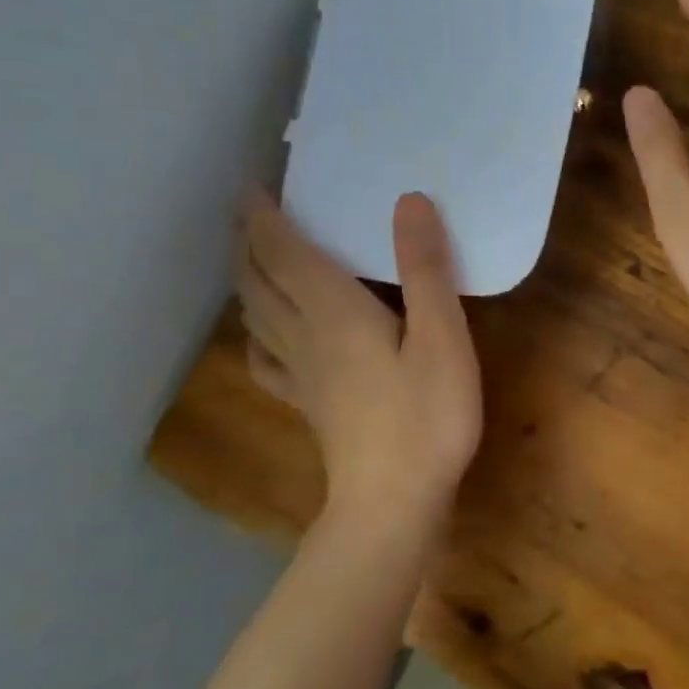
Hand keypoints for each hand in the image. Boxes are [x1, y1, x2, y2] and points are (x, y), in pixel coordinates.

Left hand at [237, 189, 481, 522]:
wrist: (393, 504)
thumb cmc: (426, 417)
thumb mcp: (442, 337)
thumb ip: (425, 270)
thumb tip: (408, 201)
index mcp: (334, 311)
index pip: (282, 252)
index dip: (262, 216)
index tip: (250, 185)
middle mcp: (305, 335)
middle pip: (259, 280)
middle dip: (247, 242)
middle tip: (246, 213)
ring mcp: (301, 374)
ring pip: (256, 315)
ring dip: (247, 280)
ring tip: (249, 260)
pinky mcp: (308, 404)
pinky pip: (266, 360)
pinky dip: (256, 336)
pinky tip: (263, 338)